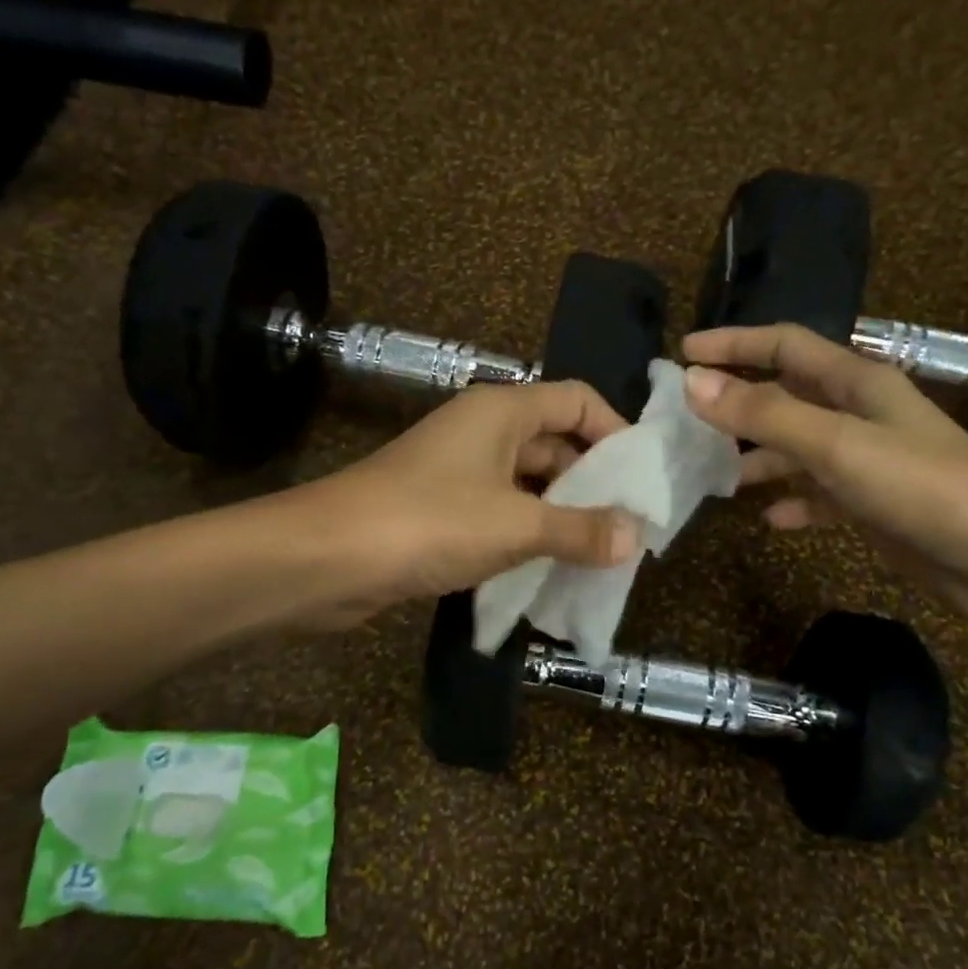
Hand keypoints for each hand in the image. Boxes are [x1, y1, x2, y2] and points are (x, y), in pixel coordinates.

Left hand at [301, 379, 639, 622]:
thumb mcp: (516, 526)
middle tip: (629, 526)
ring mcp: (458, 472)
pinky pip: (500, 514)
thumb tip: (635, 536)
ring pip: (528, 484)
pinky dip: (527, 536)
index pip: (576, 399)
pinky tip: (551, 569)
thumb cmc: (429, 522)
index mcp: (502, 410)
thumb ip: (580, 529)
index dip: (615, 430)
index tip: (642, 477)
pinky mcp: (440, 511)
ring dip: (562, 514)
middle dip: (593, 482)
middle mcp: (482, 431)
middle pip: (555, 443)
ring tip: (601, 553)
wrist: (325, 558)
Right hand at [681, 323, 967, 640]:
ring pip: (797, 448)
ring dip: (758, 458)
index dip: (734, 343)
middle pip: (786, 395)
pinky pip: (819, 494)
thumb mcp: (837, 445)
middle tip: (685, 422)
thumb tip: (694, 382)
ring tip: (713, 477)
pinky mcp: (874, 504)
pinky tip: (771, 520)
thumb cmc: (923, 487)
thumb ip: (765, 413)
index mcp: (856, 382)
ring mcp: (867, 461)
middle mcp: (859, 414)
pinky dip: (793, 502)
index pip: (784, 344)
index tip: (683, 354)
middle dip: (737, 404)